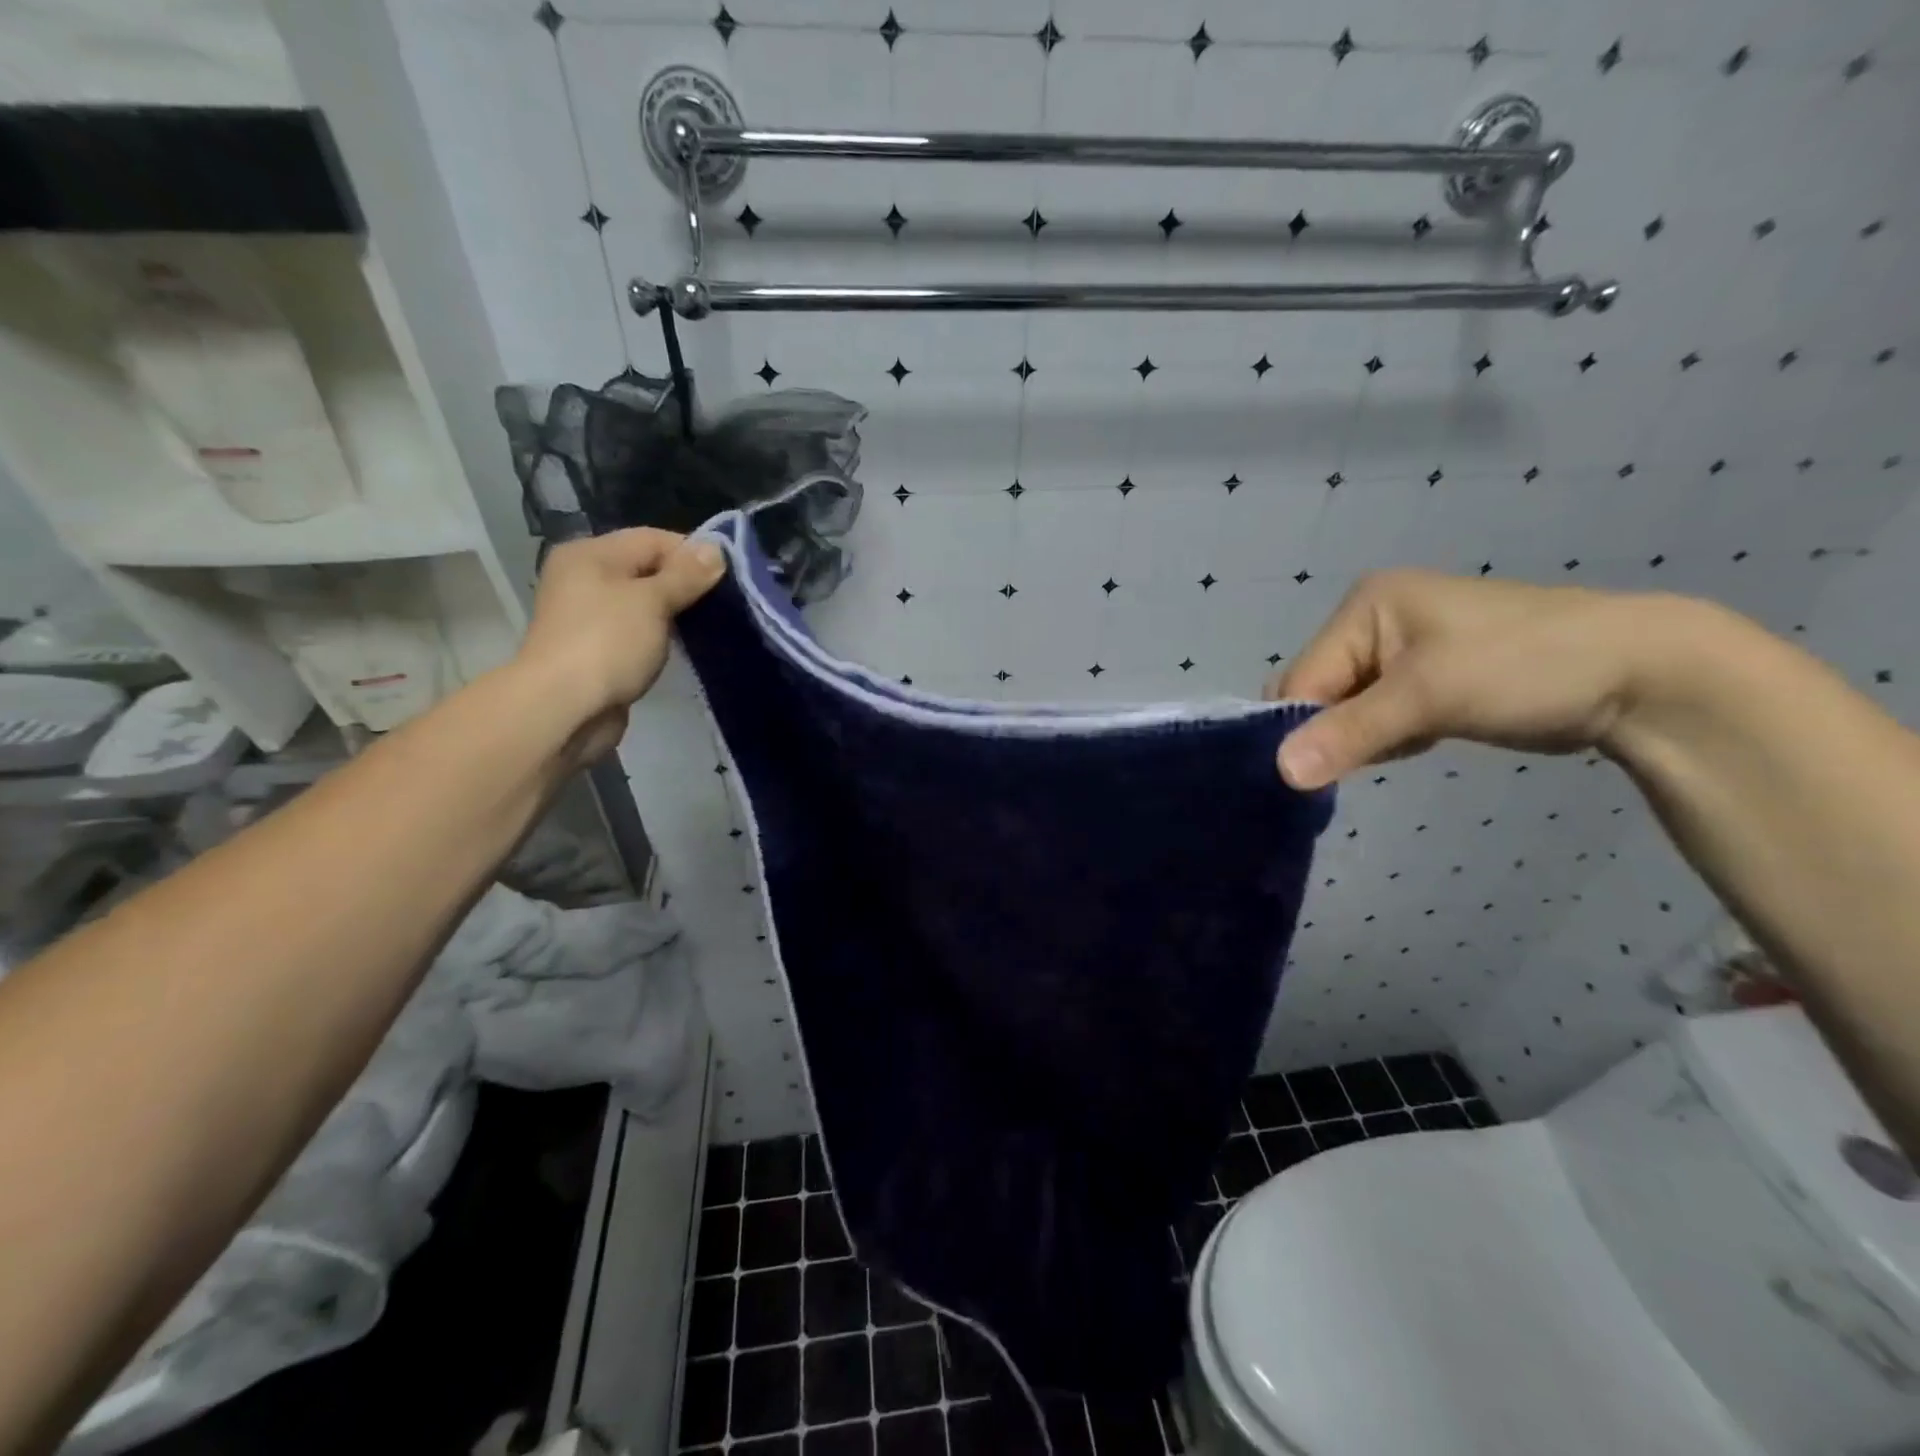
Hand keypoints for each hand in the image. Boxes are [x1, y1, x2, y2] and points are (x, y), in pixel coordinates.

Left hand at [514, 528, 725, 760]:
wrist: (564, 709)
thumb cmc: (607, 643)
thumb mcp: (653, 601)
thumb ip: (686, 575)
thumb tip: (715, 549)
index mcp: (591, 553)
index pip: (653, 539)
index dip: (692, 554)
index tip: (728, 577)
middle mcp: (584, 577)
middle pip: (647, 569)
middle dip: (685, 584)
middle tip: (723, 603)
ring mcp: (587, 615)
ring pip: (643, 603)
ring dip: (674, 612)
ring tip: (709, 625)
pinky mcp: (596, 648)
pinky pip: (636, 631)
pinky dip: (659, 636)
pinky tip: (682, 647)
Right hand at [1263, 569, 1702, 789]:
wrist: (1639, 674)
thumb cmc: (1523, 666)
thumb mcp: (1428, 696)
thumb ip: (1349, 733)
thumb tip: (1281, 772)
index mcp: (1365, 607)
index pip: (1301, 677)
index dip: (1299, 726)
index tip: (1309, 773)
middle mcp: (1373, 623)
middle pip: (1317, 693)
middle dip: (1332, 732)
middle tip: (1367, 757)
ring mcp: (1401, 652)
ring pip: (1345, 710)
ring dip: (1362, 739)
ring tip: (1409, 742)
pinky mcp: (1426, 681)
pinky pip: (1376, 717)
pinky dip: (1386, 738)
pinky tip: (1420, 742)